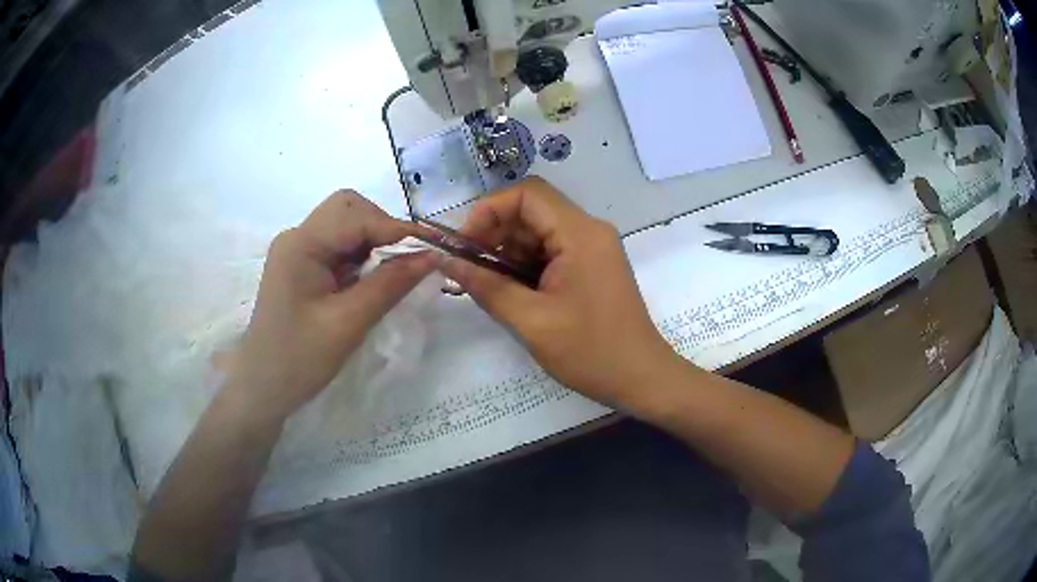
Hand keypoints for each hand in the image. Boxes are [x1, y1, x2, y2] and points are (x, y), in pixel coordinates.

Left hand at [228, 191, 437, 423]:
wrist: (263, 389)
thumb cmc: (299, 360)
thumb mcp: (348, 323)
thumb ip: (390, 284)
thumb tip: (433, 256)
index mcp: (301, 245)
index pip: (357, 217)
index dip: (398, 229)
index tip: (434, 250)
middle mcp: (297, 237)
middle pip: (349, 209)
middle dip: (383, 228)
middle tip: (406, 263)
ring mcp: (298, 251)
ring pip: (347, 226)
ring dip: (374, 243)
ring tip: (390, 277)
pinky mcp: (302, 267)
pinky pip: (340, 248)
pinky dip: (363, 258)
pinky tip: (370, 284)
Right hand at [440, 177, 678, 411]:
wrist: (641, 378)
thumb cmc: (590, 352)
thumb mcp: (531, 322)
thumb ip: (486, 287)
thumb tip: (446, 262)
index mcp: (580, 234)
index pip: (527, 194)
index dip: (489, 210)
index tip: (465, 244)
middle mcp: (589, 230)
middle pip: (532, 210)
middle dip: (495, 233)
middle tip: (469, 267)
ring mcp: (593, 247)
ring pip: (539, 231)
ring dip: (508, 251)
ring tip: (487, 283)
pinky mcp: (592, 265)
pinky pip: (552, 250)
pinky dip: (526, 264)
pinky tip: (511, 290)